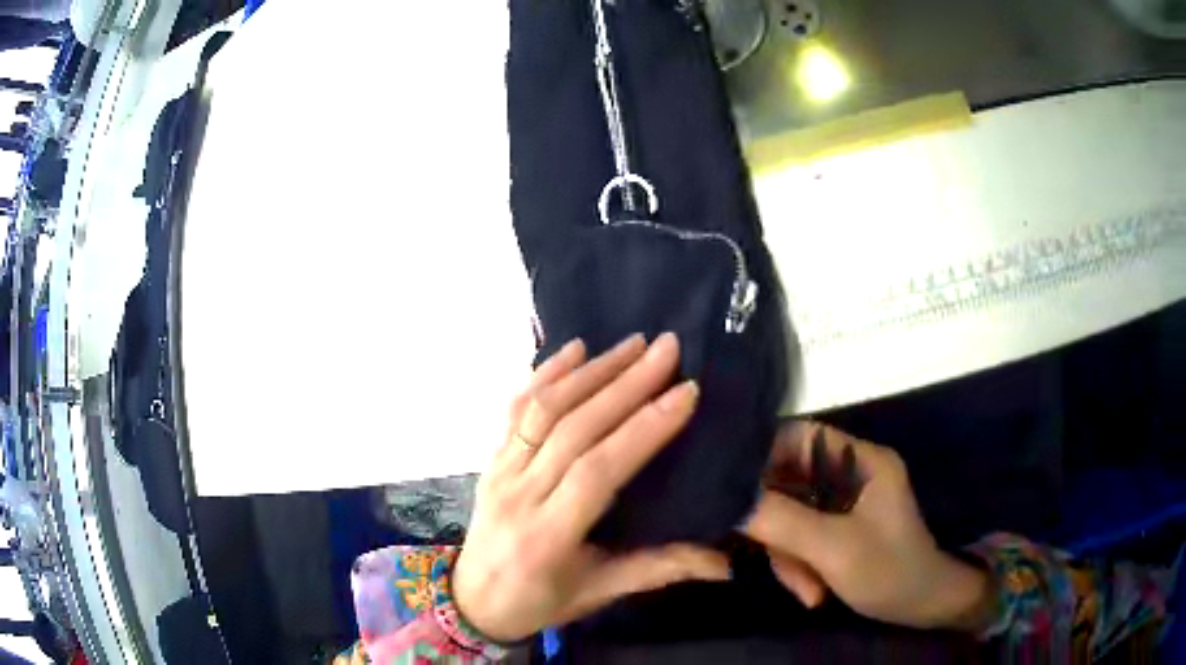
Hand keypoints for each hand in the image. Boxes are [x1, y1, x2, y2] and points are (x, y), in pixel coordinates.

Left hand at [452, 333, 730, 642]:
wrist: (471, 600)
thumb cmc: (539, 601)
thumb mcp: (599, 593)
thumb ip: (660, 570)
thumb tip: (726, 563)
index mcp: (549, 535)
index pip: (598, 471)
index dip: (643, 429)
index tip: (685, 392)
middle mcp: (519, 493)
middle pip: (573, 428)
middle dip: (624, 384)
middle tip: (666, 348)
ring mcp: (499, 470)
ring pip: (544, 410)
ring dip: (591, 371)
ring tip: (632, 343)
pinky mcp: (491, 457)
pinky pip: (515, 409)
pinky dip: (544, 374)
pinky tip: (573, 348)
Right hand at [743, 422, 994, 630]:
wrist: (923, 607)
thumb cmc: (889, 571)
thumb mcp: (834, 549)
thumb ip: (783, 521)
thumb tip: (730, 500)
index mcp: (861, 459)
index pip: (799, 437)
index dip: (762, 458)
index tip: (733, 492)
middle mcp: (850, 473)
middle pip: (789, 481)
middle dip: (779, 527)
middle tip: (779, 562)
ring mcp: (844, 504)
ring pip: (792, 515)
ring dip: (789, 555)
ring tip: (806, 590)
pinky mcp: (838, 529)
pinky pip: (801, 536)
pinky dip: (799, 564)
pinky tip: (810, 591)